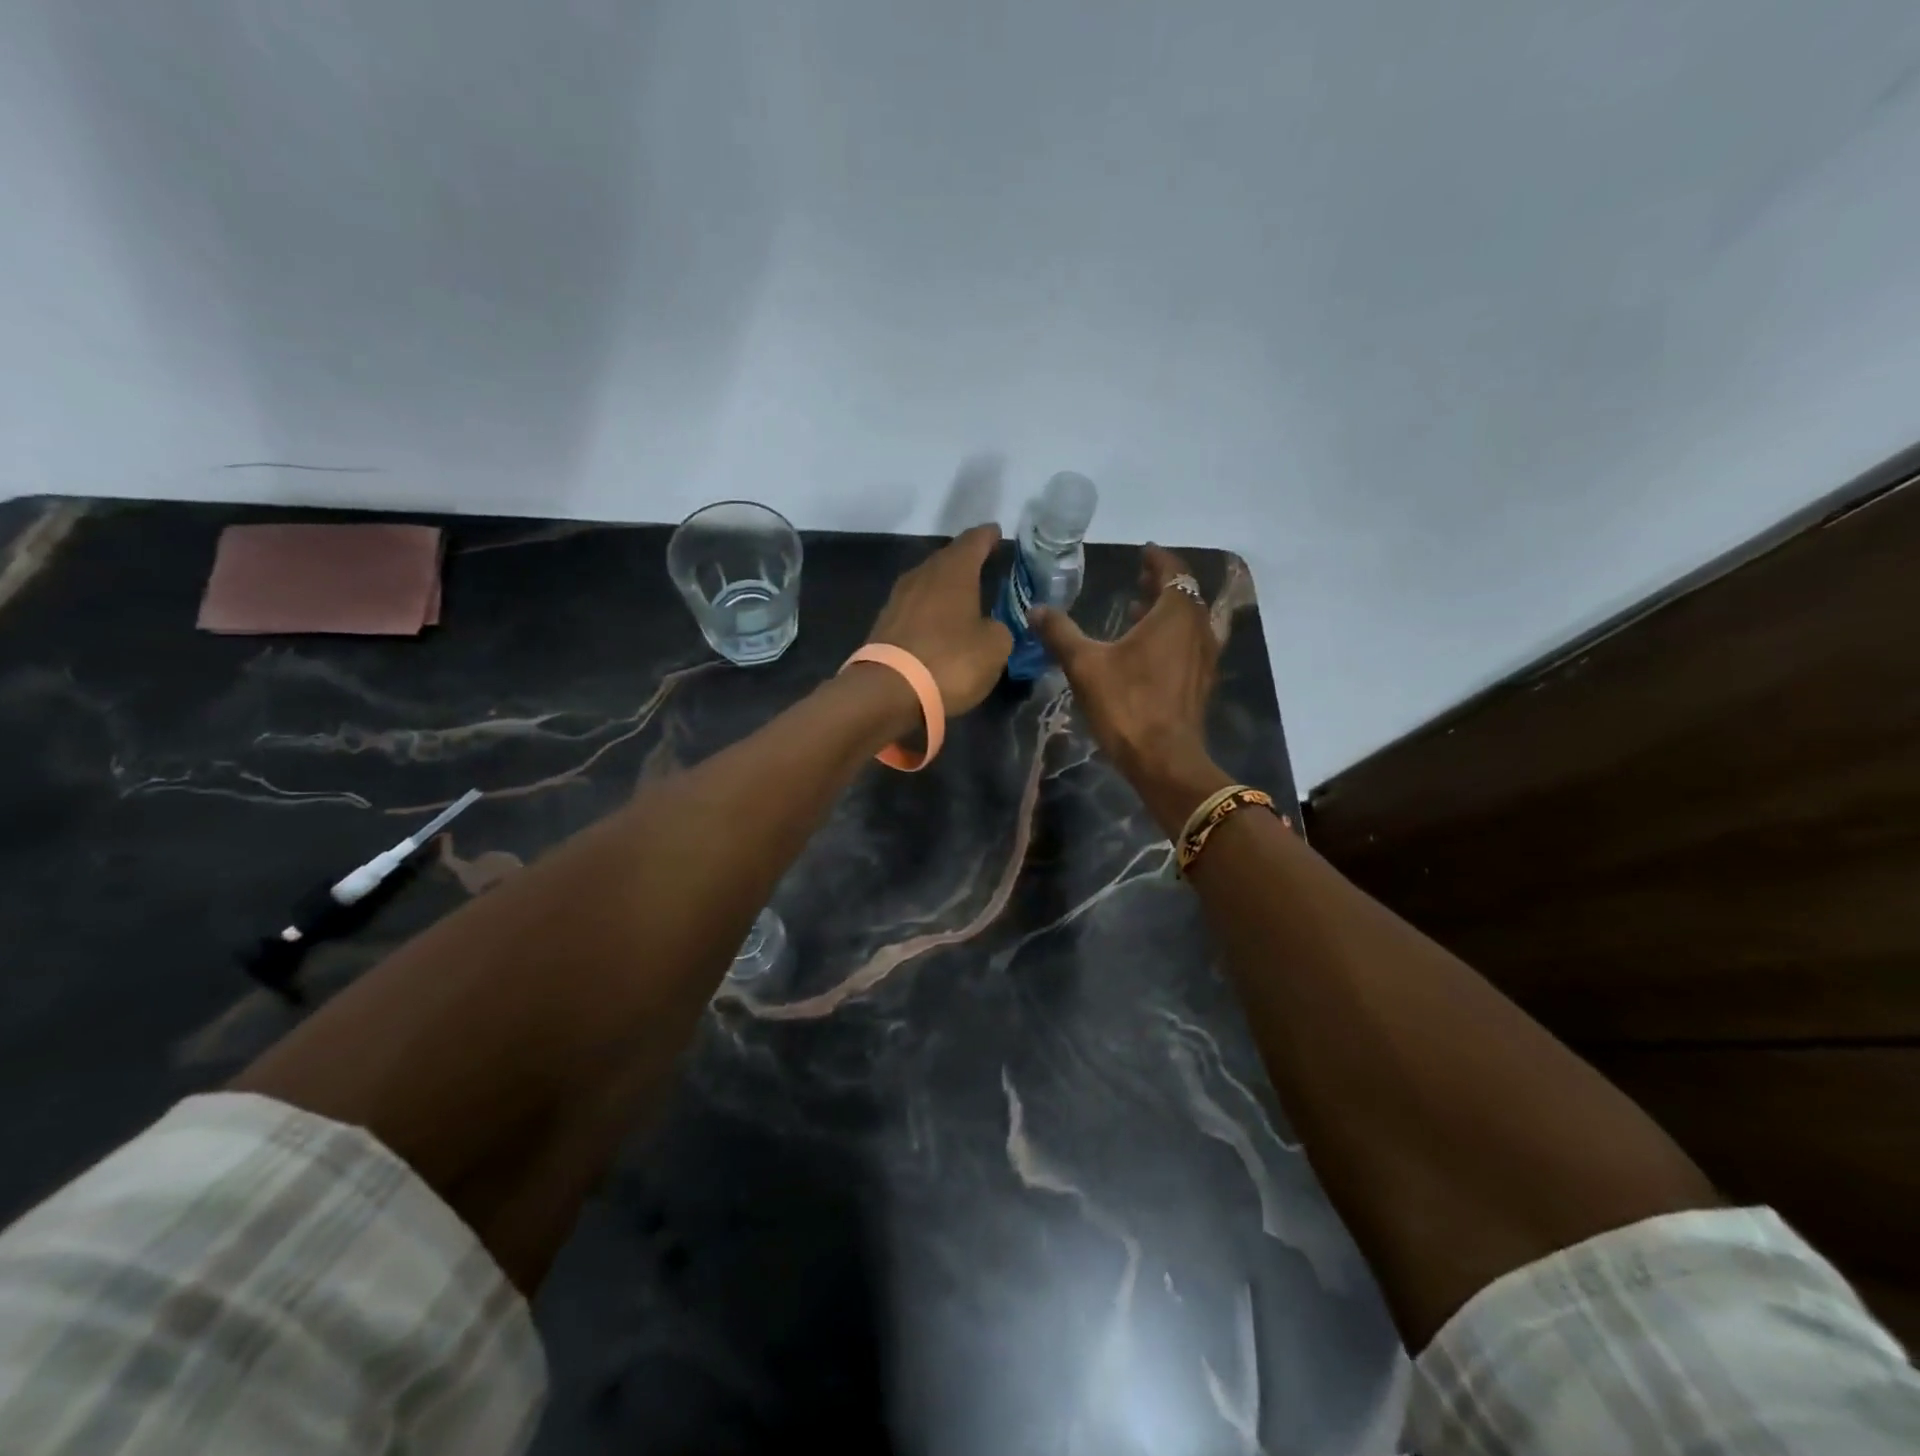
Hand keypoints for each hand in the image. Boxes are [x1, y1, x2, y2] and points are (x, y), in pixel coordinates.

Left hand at [866, 524, 1014, 717]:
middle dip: (966, 561)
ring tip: (964, 596)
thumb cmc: (950, 661)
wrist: (888, 691)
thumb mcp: (994, 648)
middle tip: (984, 565)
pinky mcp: (884, 625)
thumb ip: (999, 630)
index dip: (988, 536)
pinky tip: (940, 624)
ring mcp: (898, 599)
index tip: (997, 532)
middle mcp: (922, 575)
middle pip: (947, 559)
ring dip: (945, 587)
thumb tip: (991, 627)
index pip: (974, 541)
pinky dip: (930, 611)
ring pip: (928, 583)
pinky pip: (915, 608)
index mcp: (953, 571)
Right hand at [1032, 545, 1225, 819]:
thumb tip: (1035, 609)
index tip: (1143, 552)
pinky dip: (1171, 635)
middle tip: (1137, 578)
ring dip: (1165, 611)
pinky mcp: (1201, 682)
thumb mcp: (1084, 665)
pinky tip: (1146, 651)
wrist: (1164, 759)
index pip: (1173, 571)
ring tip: (1135, 611)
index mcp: (1176, 614)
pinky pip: (1189, 644)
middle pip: (1184, 594)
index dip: (1157, 559)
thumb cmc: (1127, 705)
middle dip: (1161, 583)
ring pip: (1189, 621)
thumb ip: (1060, 633)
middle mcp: (1198, 629)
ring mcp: (1204, 657)